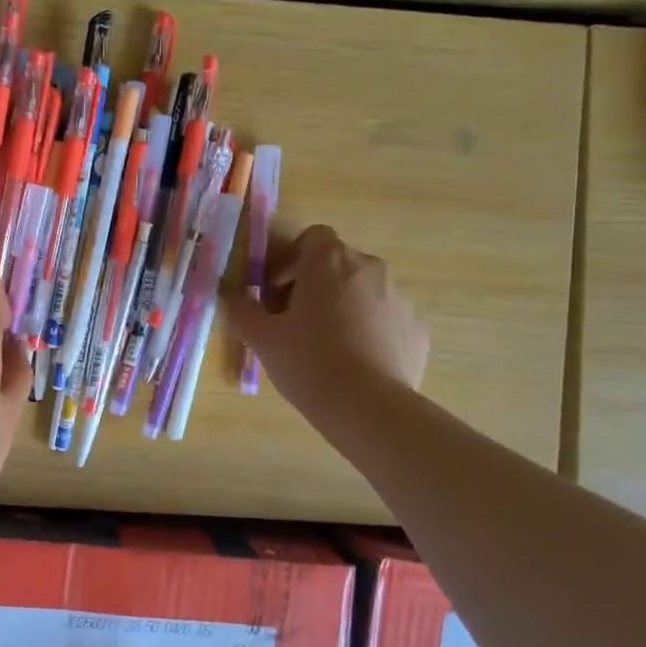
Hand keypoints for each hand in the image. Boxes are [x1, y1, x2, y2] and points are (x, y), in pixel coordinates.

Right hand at [224, 225, 428, 430]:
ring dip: (343, 308)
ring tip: (326, 347)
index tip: (276, 293)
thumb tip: (229, 298)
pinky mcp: (416, 330)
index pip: (313, 237)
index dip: (291, 261)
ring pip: (363, 292)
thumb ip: (241, 311)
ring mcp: (399, 299)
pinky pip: (386, 320)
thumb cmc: (308, 362)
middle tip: (294, 323)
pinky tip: (355, 364)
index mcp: (330, 262)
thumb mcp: (263, 339)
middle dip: (315, 286)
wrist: (368, 409)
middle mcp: (370, 269)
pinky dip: (369, 332)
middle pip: (338, 264)